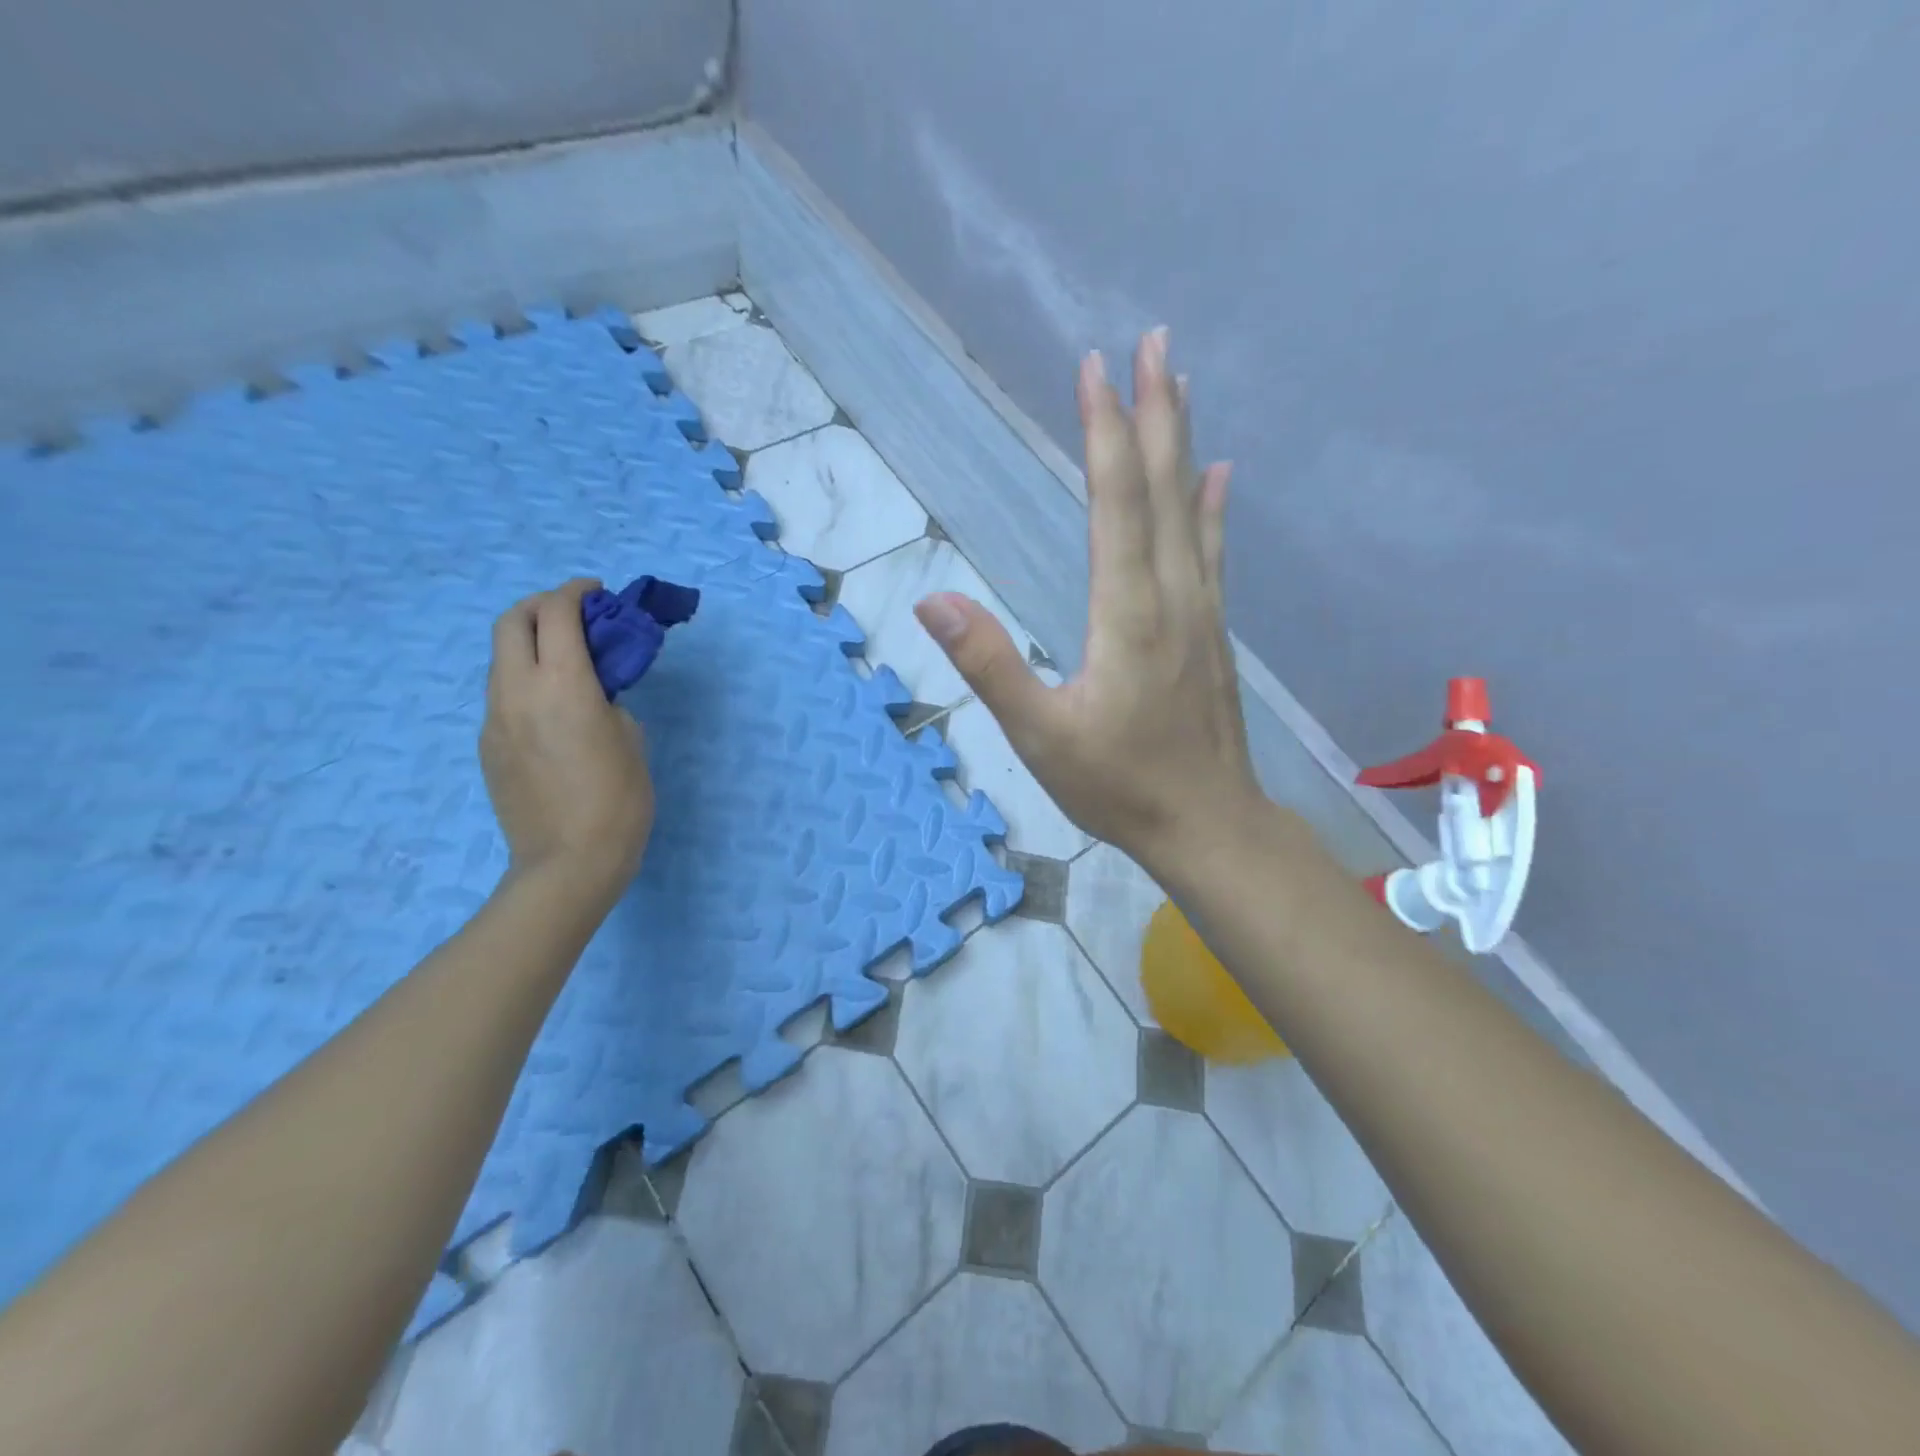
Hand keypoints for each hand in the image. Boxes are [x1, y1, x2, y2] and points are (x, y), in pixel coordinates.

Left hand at [480, 578, 654, 911]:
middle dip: (541, 605)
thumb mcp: (632, 739)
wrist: (568, 862)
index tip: (597, 593)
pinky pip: (502, 695)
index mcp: (563, 685)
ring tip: (566, 661)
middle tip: (573, 615)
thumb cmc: (619, 801)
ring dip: (530, 643)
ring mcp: (495, 719)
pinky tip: (553, 709)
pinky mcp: (488, 745)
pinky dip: (525, 680)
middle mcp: (518, 692)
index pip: (558, 613)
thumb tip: (593, 692)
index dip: (576, 592)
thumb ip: (609, 701)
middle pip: (511, 621)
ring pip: (501, 658)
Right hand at [913, 328, 1259, 868]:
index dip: (1103, 431)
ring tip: (1179, 384)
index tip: (1094, 369)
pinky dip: (1212, 506)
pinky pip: (1211, 550)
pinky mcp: (1212, 630)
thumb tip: (934, 601)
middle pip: (1162, 487)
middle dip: (1152, 411)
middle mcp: (1172, 594)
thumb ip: (990, 666)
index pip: (1115, 501)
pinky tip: (1220, 476)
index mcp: (1127, 612)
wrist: (1208, 823)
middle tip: (1151, 342)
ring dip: (1183, 442)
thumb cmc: (1118, 786)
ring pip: (1192, 510)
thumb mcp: (1040, 736)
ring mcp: (1201, 610)